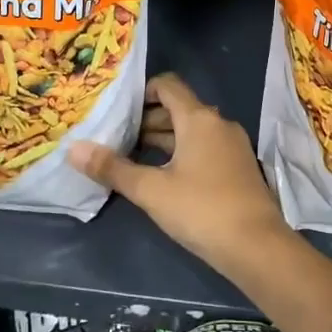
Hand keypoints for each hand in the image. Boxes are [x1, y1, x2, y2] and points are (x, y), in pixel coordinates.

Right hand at [68, 72, 288, 276]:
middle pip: (179, 108)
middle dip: (147, 119)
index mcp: (199, 118)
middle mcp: (218, 123)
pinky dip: (182, 152)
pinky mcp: (238, 167)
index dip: (142, 91)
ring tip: (132, 156)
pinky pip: (205, 147)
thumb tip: (73, 148)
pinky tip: (163, 176)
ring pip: (192, 130)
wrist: (257, 246)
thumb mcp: (151, 190)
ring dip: (164, 138)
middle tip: (116, 137)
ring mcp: (232, 145)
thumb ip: (113, 168)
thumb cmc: (201, 210)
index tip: (117, 109)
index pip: (168, 85)